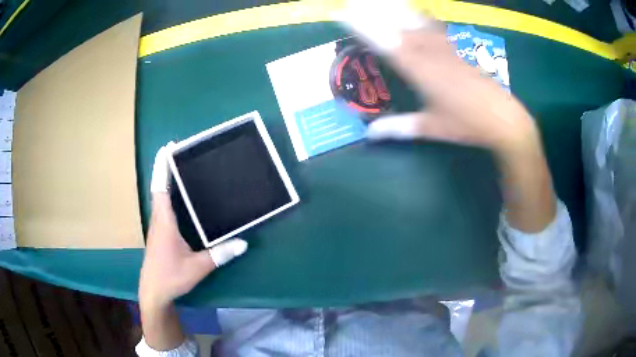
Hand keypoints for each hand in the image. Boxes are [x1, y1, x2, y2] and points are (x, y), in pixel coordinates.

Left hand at [138, 146, 247, 350]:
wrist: (154, 292)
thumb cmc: (171, 277)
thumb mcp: (198, 267)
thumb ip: (219, 254)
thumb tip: (243, 243)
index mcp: (164, 221)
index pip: (160, 187)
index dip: (162, 167)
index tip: (167, 148)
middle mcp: (159, 220)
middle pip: (160, 188)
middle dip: (166, 168)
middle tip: (180, 153)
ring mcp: (158, 227)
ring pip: (160, 198)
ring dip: (167, 182)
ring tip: (181, 170)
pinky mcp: (159, 235)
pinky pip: (164, 209)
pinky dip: (169, 196)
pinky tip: (181, 201)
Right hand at [341, 4, 554, 231]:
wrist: (502, 118)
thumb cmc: (467, 124)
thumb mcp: (431, 128)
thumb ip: (399, 127)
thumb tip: (369, 133)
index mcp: (420, 72)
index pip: (385, 43)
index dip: (363, 27)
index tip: (343, 14)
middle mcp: (429, 53)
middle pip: (398, 24)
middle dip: (375, 10)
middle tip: (355, 0)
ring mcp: (444, 48)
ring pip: (415, 21)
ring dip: (395, 8)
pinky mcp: (455, 49)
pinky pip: (433, 26)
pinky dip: (419, 15)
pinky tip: (413, 10)